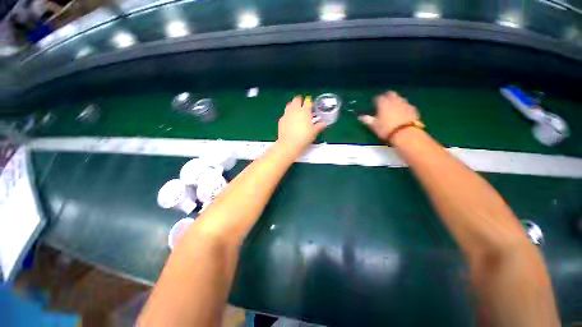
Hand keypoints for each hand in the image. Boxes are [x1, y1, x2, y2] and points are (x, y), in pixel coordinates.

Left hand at [278, 95, 326, 153]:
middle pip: (296, 99)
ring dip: (292, 105)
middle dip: (300, 100)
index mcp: (305, 111)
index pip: (308, 101)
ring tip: (295, 111)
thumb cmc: (304, 137)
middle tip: (302, 106)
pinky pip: (285, 114)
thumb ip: (319, 126)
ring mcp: (287, 114)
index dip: (310, 102)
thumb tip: (323, 123)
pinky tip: (289, 120)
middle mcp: (295, 110)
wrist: (289, 144)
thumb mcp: (314, 132)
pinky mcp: (281, 120)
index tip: (311, 105)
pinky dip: (288, 115)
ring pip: (289, 105)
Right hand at [359, 91, 419, 141]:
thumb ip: (368, 120)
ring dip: (396, 100)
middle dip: (387, 96)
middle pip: (391, 94)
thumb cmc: (386, 129)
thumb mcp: (374, 126)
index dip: (376, 99)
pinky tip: (402, 111)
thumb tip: (360, 117)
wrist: (406, 133)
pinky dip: (403, 106)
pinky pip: (407, 104)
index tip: (374, 102)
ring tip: (393, 105)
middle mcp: (394, 101)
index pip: (379, 98)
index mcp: (383, 104)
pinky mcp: (413, 109)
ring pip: (400, 98)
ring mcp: (405, 104)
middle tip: (384, 100)